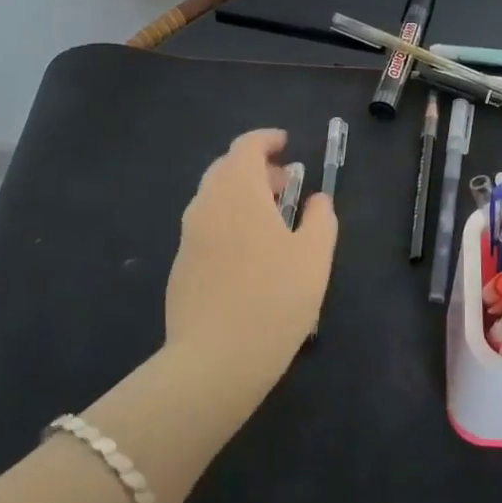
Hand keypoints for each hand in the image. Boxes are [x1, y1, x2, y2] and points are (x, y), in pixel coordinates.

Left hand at [165, 129, 337, 388]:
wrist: (214, 362)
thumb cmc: (274, 300)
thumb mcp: (315, 256)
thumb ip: (320, 218)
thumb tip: (317, 199)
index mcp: (238, 192)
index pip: (246, 147)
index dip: (267, 140)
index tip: (287, 145)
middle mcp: (207, 204)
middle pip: (226, 169)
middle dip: (256, 169)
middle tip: (286, 186)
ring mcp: (189, 236)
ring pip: (214, 198)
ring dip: (242, 196)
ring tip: (272, 221)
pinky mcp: (181, 266)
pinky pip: (207, 226)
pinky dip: (229, 221)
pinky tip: (250, 254)